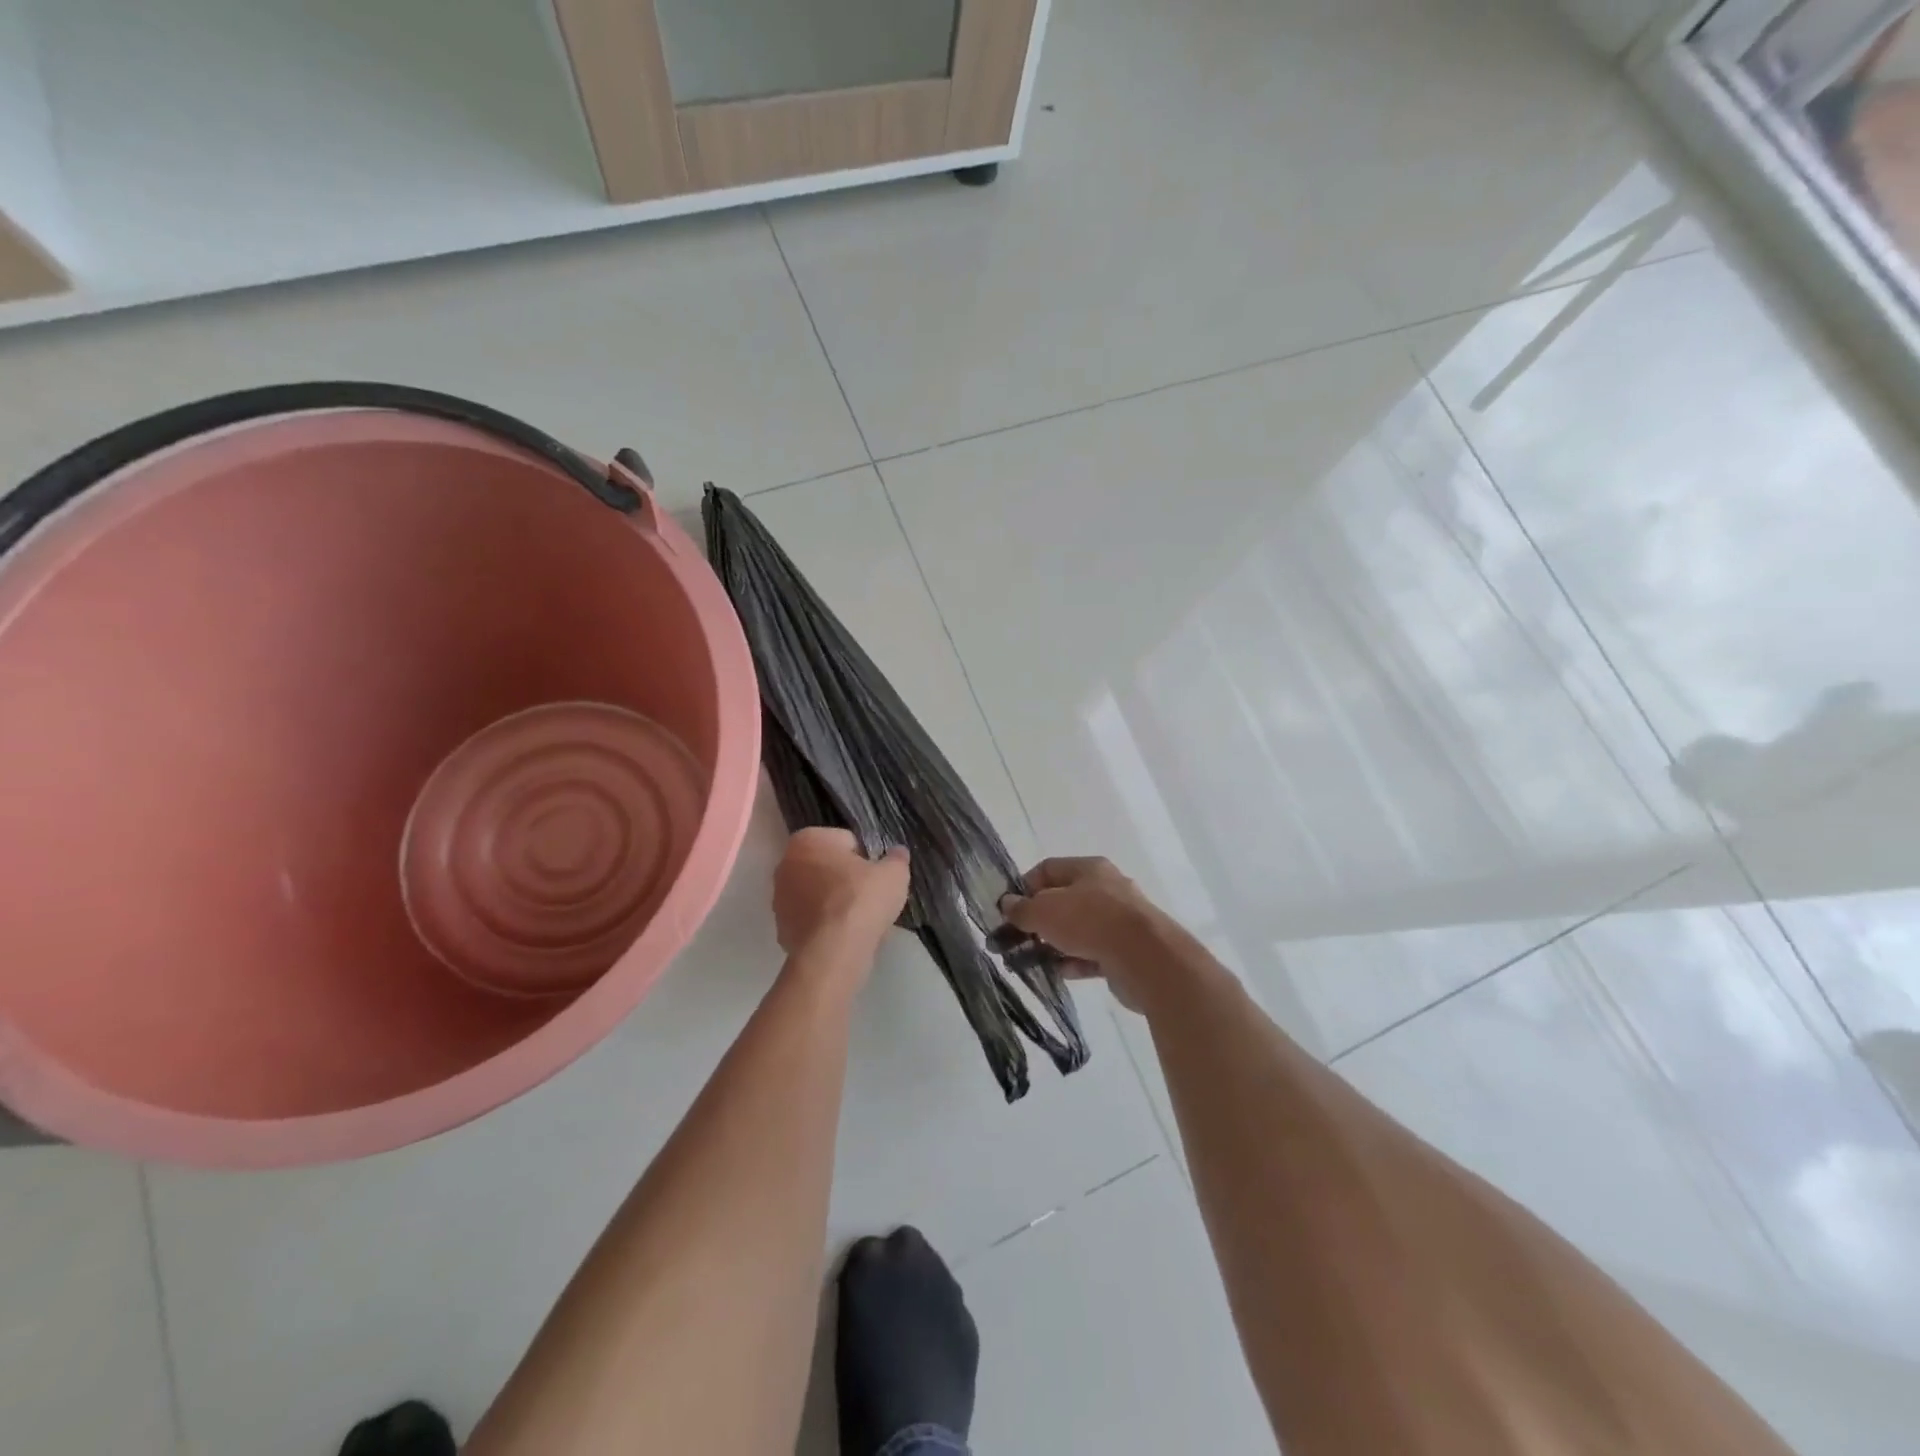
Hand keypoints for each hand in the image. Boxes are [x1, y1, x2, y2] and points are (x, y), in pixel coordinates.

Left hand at [773, 828, 909, 971]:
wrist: (834, 951)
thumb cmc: (861, 899)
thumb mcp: (894, 873)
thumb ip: (896, 858)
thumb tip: (898, 853)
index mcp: (808, 840)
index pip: (844, 841)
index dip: (865, 858)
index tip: (876, 875)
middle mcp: (785, 864)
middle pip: (826, 867)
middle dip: (845, 878)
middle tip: (868, 896)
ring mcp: (779, 900)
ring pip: (816, 895)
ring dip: (833, 902)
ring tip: (859, 920)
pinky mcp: (781, 930)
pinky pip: (811, 921)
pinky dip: (825, 925)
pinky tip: (844, 937)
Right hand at [997, 857, 1168, 1011]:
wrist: (1144, 957)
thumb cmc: (1089, 921)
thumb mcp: (1044, 911)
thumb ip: (1021, 908)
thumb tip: (1007, 904)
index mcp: (1089, 868)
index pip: (1048, 869)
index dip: (1024, 887)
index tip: (1008, 910)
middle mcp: (1107, 888)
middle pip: (1064, 899)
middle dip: (1039, 919)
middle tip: (1017, 939)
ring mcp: (1120, 920)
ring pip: (1079, 928)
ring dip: (1055, 943)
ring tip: (1033, 960)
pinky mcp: (1127, 950)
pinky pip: (1094, 953)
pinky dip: (1076, 961)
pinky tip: (1061, 972)